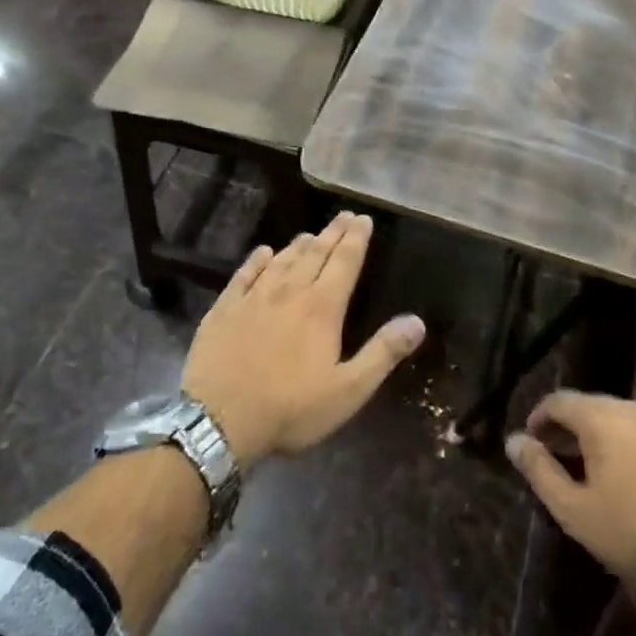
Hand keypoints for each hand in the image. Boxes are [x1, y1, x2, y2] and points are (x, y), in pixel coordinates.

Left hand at [182, 212, 423, 467]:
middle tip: (344, 216)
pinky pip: (244, 275)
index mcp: (322, 307)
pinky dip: (257, 260)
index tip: (363, 219)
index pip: (345, 262)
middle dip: (333, 233)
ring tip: (311, 234)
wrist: (218, 420)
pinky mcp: (224, 309)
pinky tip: (264, 253)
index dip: (356, 239)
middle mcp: (289, 291)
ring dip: (299, 244)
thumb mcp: (348, 391)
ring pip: (282, 260)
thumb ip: (383, 353)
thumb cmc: (290, 409)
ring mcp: (253, 297)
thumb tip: (417, 322)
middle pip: (315, 253)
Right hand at [506, 390, 635, 589]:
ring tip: (586, 467)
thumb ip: (539, 470)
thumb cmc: (631, 530)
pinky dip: (622, 442)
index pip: (558, 401)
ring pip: (616, 417)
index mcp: (600, 417)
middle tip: (554, 456)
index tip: (530, 444)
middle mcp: (631, 408)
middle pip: (588, 405)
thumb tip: (513, 441)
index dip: (538, 418)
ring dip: (595, 434)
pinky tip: (622, 472)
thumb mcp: (574, 509)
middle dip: (566, 426)